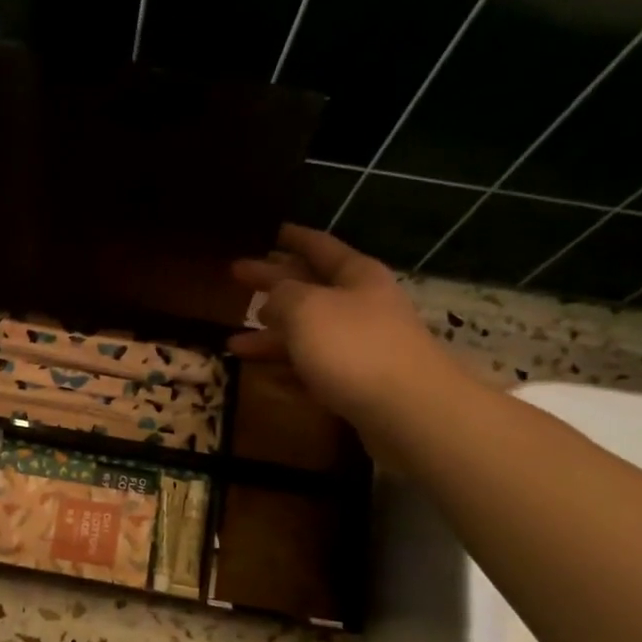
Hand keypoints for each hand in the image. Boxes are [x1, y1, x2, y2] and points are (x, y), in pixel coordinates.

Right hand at [229, 224, 465, 445]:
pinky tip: (265, 376)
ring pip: (307, 334)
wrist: (407, 410)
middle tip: (238, 276)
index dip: (295, 238)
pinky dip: (289, 370)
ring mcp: (361, 347)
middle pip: (309, 289)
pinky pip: (314, 370)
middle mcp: (361, 306)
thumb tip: (273, 298)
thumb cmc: (353, 347)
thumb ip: (282, 295)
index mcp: (356, 276)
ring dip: (270, 336)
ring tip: (233, 343)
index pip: (320, 247)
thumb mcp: (306, 309)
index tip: (273, 231)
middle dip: (273, 284)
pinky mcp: (357, 384)